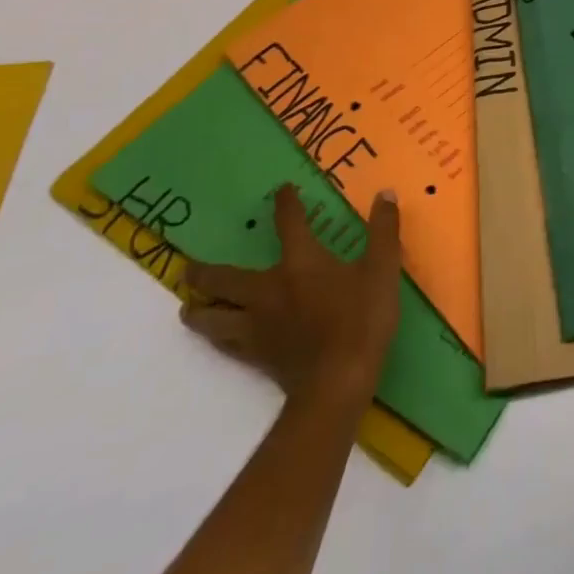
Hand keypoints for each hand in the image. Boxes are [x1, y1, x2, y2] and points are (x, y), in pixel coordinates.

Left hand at [180, 185, 401, 406]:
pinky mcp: (257, 356)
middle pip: (225, 279)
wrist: (338, 382)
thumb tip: (385, 193)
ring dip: (199, 310)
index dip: (285, 204)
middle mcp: (269, 290)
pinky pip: (226, 344)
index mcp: (300, 263)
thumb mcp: (382, 268)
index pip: (289, 224)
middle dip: (206, 271)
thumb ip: (384, 229)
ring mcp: (257, 327)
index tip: (281, 191)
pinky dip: (217, 338)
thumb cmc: (361, 318)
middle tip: (190, 267)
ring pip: (213, 318)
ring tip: (189, 307)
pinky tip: (217, 339)